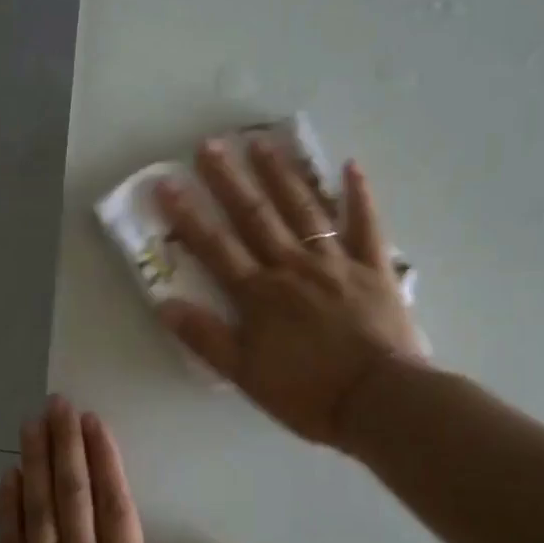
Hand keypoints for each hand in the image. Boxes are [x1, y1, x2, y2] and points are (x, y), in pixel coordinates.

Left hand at [0, 397, 243, 542]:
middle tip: (56, 403)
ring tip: (30, 424)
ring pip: (38, 512)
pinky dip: (8, 511)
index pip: (114, 503)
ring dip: (34, 464)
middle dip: (64, 444)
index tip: (92, 420)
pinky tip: (7, 479)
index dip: (103, 457)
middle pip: (71, 495)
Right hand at [155, 138, 426, 446]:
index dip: (188, 215)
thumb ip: (205, 338)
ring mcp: (337, 263)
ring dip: (282, 175)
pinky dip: (359, 195)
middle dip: (230, 180)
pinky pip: (366, 225)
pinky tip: (350, 165)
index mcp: (260, 294)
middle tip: (211, 144)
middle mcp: (293, 267)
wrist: (379, 401)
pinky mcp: (375, 269)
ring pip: (304, 210)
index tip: (167, 183)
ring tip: (263, 142)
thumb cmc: (308, 393)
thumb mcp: (245, 374)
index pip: (216, 247)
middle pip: (257, 217)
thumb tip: (164, 304)